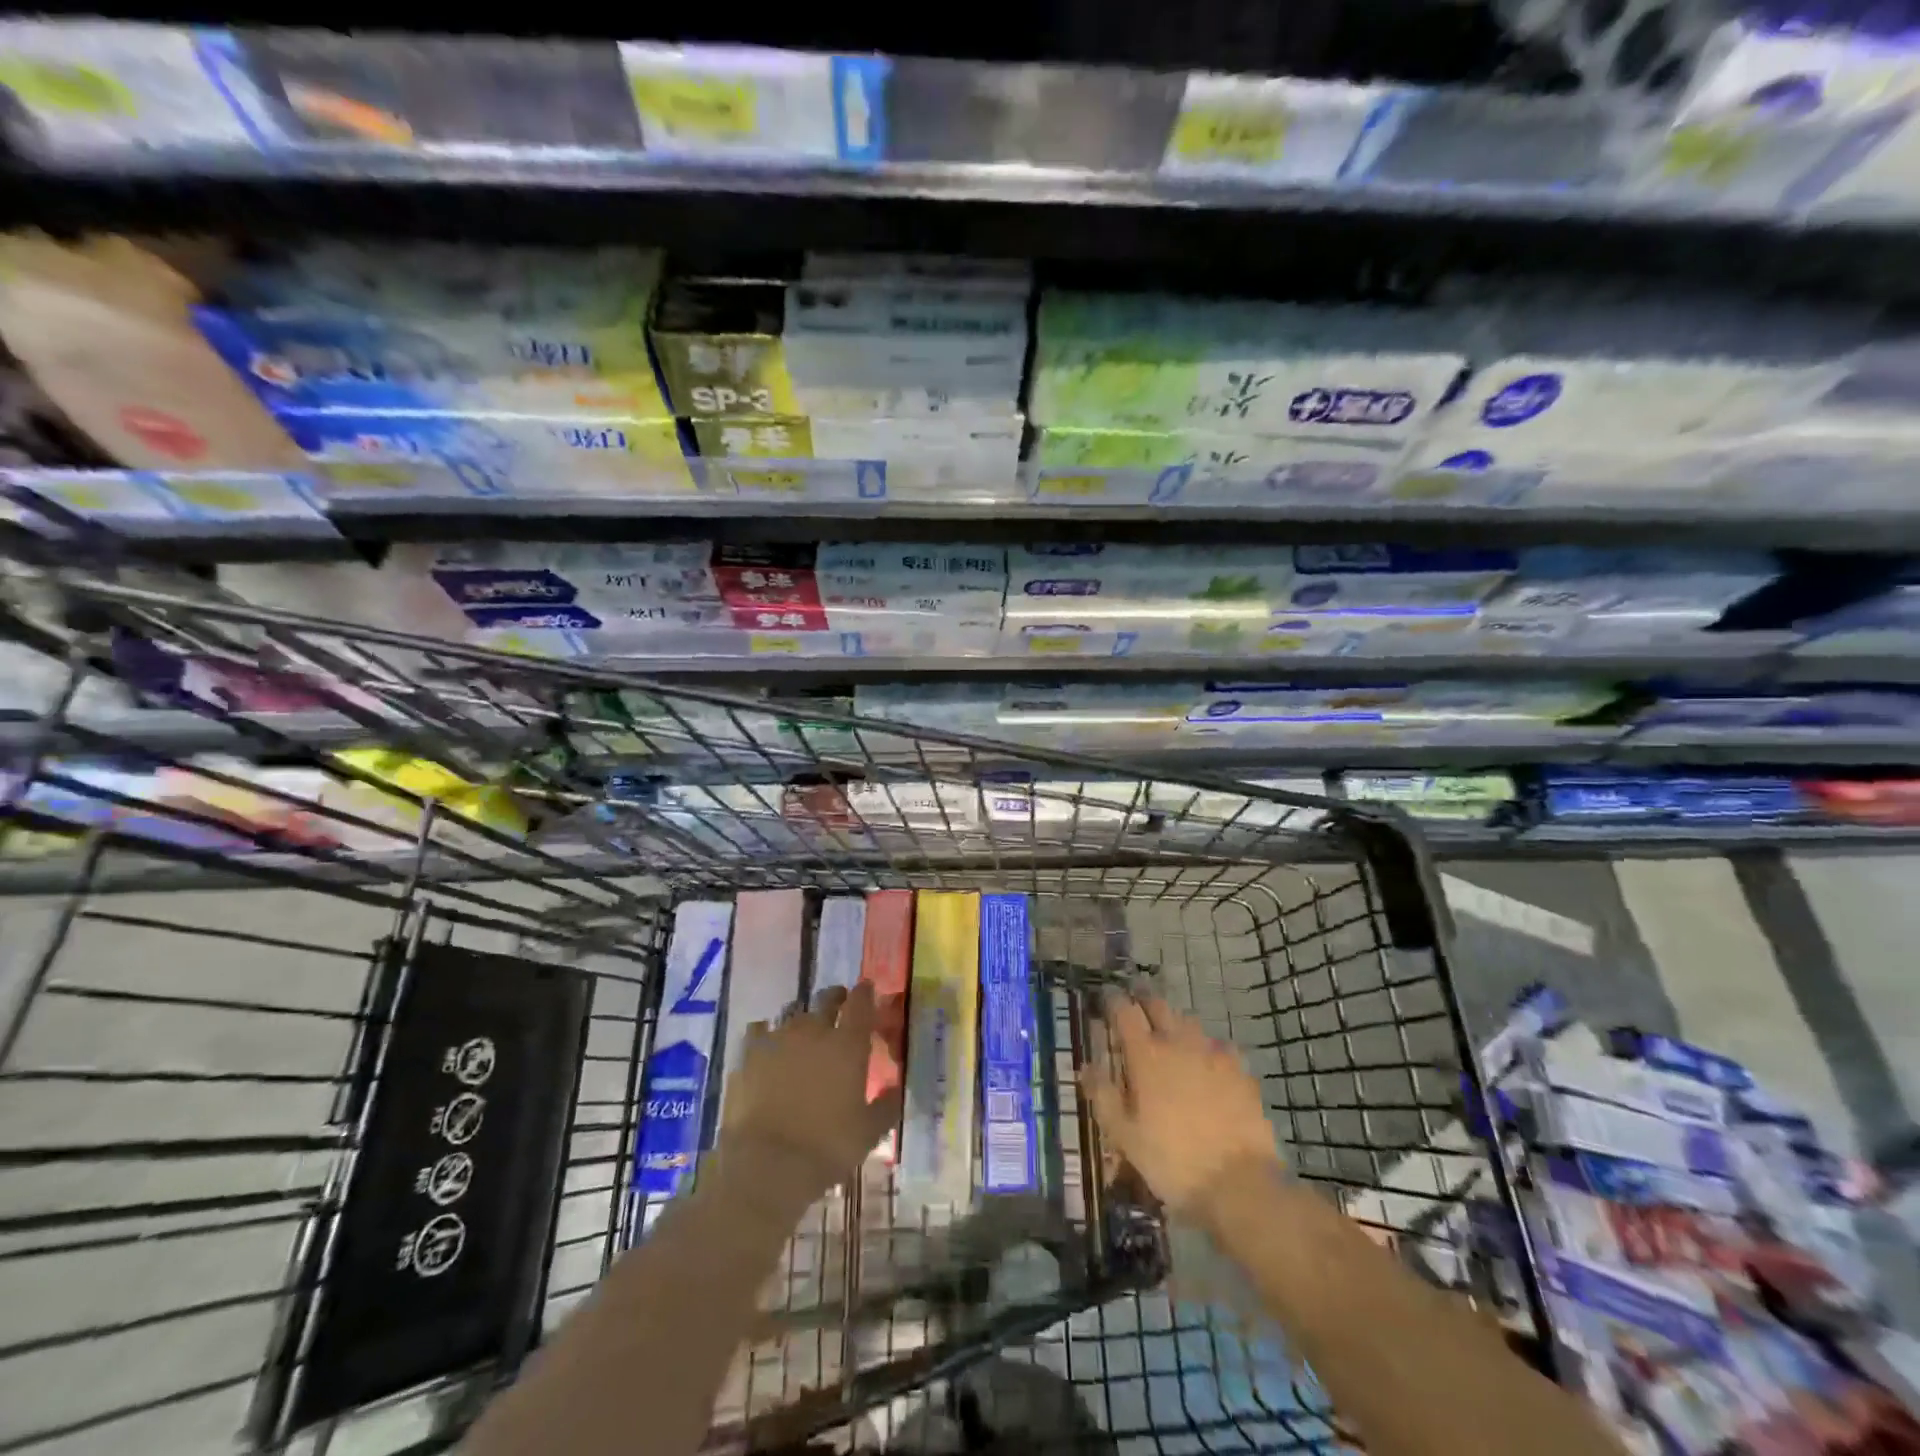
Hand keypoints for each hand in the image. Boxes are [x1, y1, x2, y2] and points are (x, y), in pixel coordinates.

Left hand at [719, 982, 902, 1203]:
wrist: (766, 1164)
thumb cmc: (826, 1147)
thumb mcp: (869, 1132)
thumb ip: (886, 1105)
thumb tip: (894, 1089)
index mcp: (848, 1044)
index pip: (860, 1002)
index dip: (865, 993)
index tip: (867, 990)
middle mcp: (814, 1030)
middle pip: (827, 999)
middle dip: (835, 998)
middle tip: (839, 1004)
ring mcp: (778, 1038)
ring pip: (793, 1013)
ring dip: (802, 1019)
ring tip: (803, 1032)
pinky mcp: (748, 1054)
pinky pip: (759, 1031)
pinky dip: (766, 1034)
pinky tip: (767, 1046)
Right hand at [1082, 994, 1282, 1220]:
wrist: (1239, 1184)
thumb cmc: (1172, 1161)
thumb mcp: (1125, 1136)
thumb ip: (1103, 1096)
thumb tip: (1086, 1066)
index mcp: (1146, 1056)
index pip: (1125, 1012)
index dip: (1113, 1000)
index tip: (1106, 997)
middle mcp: (1178, 1043)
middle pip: (1158, 1006)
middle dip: (1144, 997)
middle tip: (1136, 997)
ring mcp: (1213, 1054)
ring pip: (1189, 1022)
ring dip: (1175, 1020)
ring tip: (1170, 1030)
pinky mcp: (1240, 1071)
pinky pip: (1220, 1046)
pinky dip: (1209, 1047)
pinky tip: (1210, 1061)